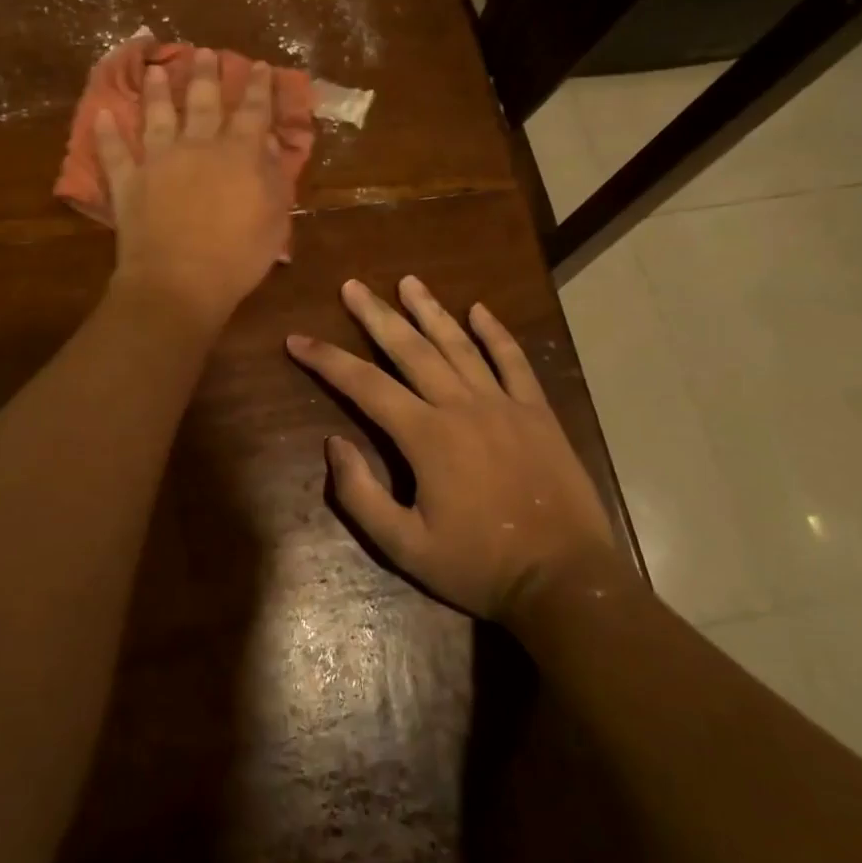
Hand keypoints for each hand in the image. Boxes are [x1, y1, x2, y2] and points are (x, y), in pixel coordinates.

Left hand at [97, 49, 291, 330]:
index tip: (260, 66)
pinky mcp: (127, 182)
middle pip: (203, 102)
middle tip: (204, 52)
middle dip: (206, 75)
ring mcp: (158, 161)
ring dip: (158, 92)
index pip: (253, 111)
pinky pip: (114, 152)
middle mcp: (198, 146)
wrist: (179, 282)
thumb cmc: (237, 257)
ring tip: (158, 70)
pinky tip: (100, 114)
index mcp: (239, 154)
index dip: (258, 87)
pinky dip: (106, 133)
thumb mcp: (275, 219)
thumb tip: (268, 141)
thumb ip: (273, 176)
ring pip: (158, 116)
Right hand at [286, 277, 621, 621]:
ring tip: (407, 282)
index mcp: (426, 436)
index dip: (326, 359)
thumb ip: (361, 495)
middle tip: (352, 286)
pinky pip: (514, 362)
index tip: (297, 339)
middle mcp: (462, 406)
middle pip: (411, 349)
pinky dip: (496, 333)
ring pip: (459, 345)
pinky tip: (480, 310)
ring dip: (430, 311)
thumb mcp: (404, 546)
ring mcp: (504, 405)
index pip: (364, 385)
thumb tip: (334, 444)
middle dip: (376, 316)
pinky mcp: (538, 413)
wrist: (564, 580)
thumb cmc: (479, 566)